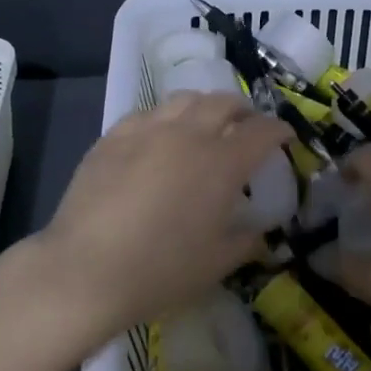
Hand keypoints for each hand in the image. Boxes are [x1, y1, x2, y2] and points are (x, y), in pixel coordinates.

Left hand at [33, 93, 290, 343]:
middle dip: (243, 110)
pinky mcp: (113, 137)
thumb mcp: (216, 264)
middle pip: (223, 102)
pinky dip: (165, 119)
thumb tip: (259, 232)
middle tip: (246, 126)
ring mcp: (147, 130)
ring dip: (203, 107)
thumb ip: (246, 241)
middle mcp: (189, 134)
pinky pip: (147, 114)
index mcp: (222, 162)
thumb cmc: (161, 271)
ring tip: (204, 124)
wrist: (86, 270)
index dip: (278, 131)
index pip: (262, 131)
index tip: (285, 137)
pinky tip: (159, 137)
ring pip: (184, 99)